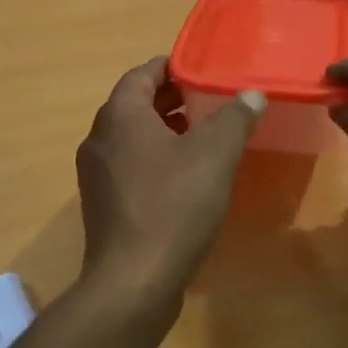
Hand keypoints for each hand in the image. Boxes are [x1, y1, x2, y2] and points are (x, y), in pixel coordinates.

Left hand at [74, 57, 264, 317]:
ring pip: (132, 139)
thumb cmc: (173, 205)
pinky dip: (155, 160)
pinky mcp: (103, 206)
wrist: (133, 281)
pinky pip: (130, 168)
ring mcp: (97, 175)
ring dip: (164, 131)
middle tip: (209, 100)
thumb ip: (234, 118)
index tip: (201, 69)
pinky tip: (186, 179)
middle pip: (135, 105)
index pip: (142, 74)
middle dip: (172, 100)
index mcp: (120, 116)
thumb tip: (250, 94)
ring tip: (203, 137)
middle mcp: (100, 139)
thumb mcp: (214, 155)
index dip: (172, 67)